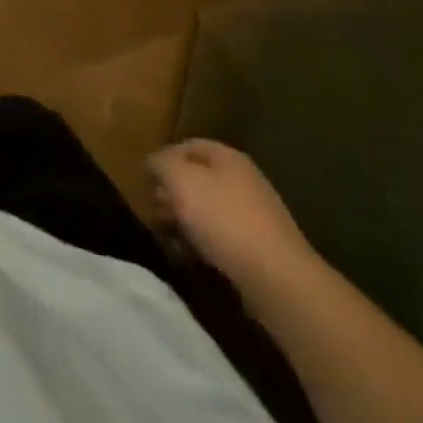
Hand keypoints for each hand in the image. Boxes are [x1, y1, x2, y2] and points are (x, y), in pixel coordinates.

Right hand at [149, 139, 316, 289]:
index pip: (188, 145)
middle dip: (172, 193)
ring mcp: (254, 214)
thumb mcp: (179, 179)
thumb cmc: (222, 218)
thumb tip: (155, 162)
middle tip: (153, 211)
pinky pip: (221, 237)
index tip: (146, 180)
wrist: (275, 276)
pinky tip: (189, 256)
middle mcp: (243, 180)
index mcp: (227, 157)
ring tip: (167, 237)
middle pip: (198, 179)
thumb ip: (161, 163)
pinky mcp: (258, 247)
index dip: (164, 159)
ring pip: (207, 210)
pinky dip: (202, 243)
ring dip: (184, 221)